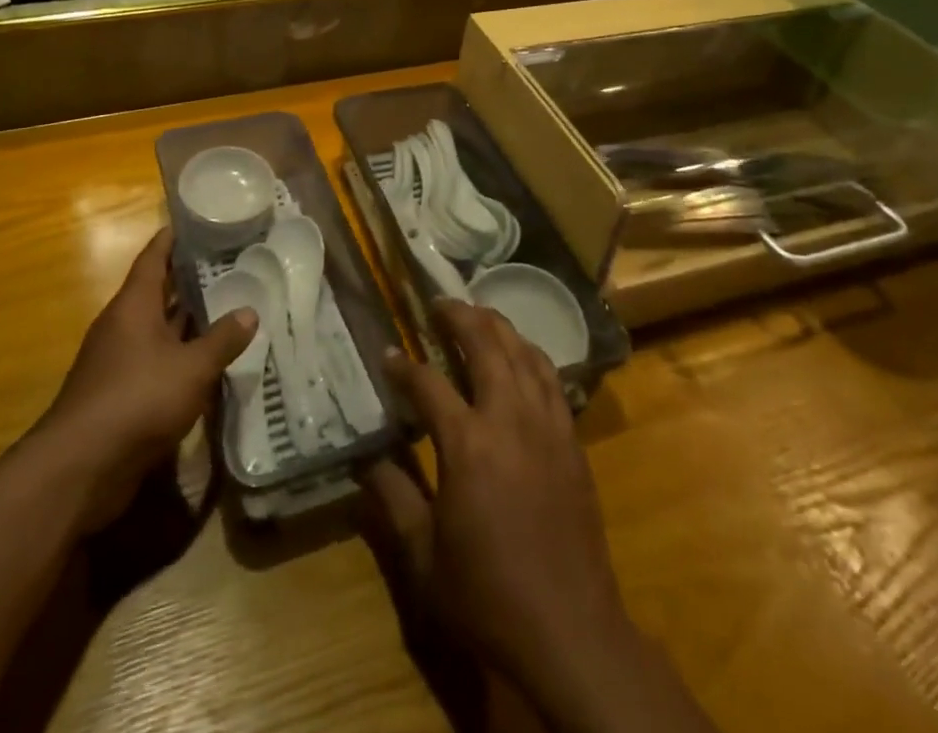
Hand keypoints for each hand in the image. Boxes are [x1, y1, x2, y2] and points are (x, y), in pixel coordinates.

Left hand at [32, 229, 254, 534]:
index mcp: (133, 305)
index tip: (196, 222)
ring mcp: (117, 360)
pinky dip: (179, 354)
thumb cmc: (138, 399)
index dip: (172, 238)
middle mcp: (122, 325)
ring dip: (186, 319)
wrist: (81, 468)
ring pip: (157, 328)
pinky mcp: (118, 393)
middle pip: (156, 291)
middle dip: (188, 279)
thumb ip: (222, 339)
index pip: (153, 257)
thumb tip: (250, 311)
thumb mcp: (192, 368)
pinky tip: (206, 360)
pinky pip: (154, 360)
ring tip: (225, 306)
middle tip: (227, 264)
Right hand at [367, 302, 627, 681]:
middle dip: (458, 317)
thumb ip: (393, 497)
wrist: (570, 633)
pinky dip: (531, 354)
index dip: (403, 366)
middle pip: (485, 345)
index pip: (428, 384)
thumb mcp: (424, 556)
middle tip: (438, 304)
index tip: (387, 354)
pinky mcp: (571, 440)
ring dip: (498, 326)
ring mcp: (547, 425)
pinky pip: (551, 378)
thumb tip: (365, 459)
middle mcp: (509, 419)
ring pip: (523, 353)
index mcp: (468, 444)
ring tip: (477, 316)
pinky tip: (521, 355)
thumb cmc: (488, 596)